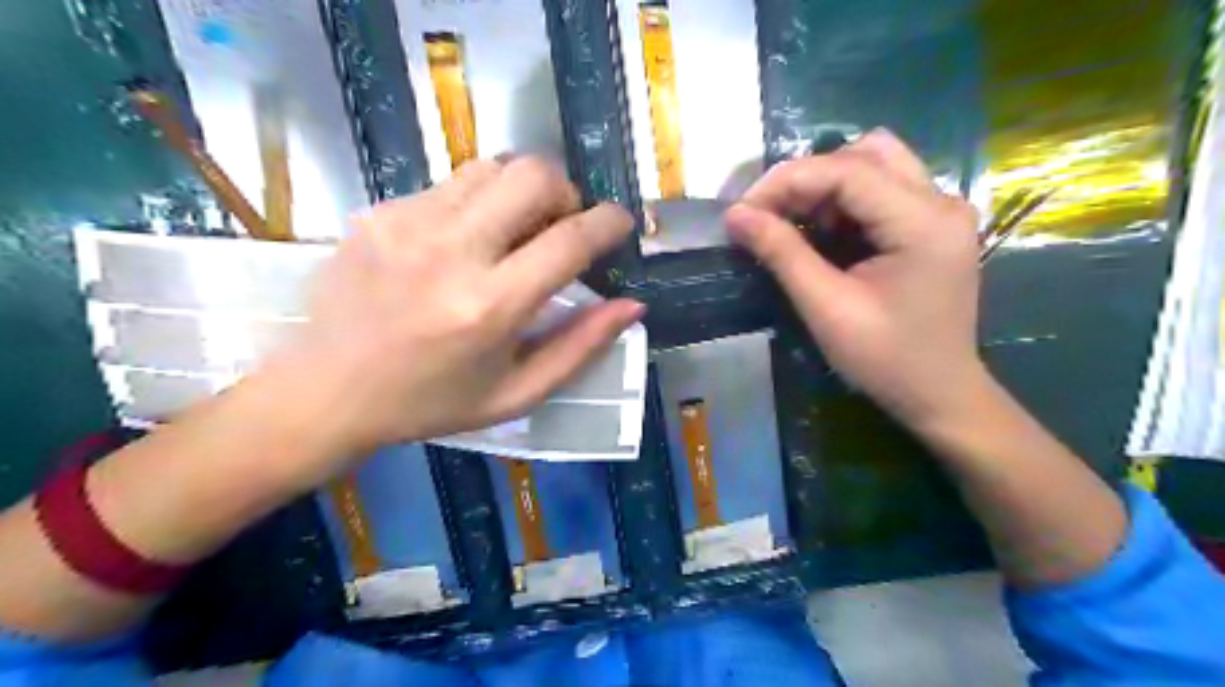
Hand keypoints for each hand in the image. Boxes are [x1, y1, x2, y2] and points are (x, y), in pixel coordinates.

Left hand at [271, 155, 642, 460]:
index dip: (608, 223)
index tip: (619, 224)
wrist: (326, 391)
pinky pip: (451, 184)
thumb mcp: (517, 393)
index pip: (569, 240)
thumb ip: (580, 347)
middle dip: (565, 192)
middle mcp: (450, 252)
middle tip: (561, 226)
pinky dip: (478, 202)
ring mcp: (408, 223)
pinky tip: (465, 240)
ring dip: (521, 191)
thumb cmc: (431, 403)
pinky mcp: (380, 211)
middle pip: (533, 175)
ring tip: (515, 231)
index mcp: (489, 307)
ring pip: (492, 167)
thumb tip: (631, 305)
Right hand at [726, 129, 981, 427]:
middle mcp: (941, 202)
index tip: (743, 210)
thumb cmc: (886, 360)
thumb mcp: (827, 308)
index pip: (847, 169)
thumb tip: (736, 215)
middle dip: (806, 178)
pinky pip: (881, 190)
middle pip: (865, 154)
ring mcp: (941, 210)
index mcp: (923, 222)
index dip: (786, 181)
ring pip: (874, 164)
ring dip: (825, 186)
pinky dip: (843, 202)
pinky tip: (822, 232)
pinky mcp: (932, 224)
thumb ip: (782, 253)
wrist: (939, 394)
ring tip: (792, 222)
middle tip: (768, 215)